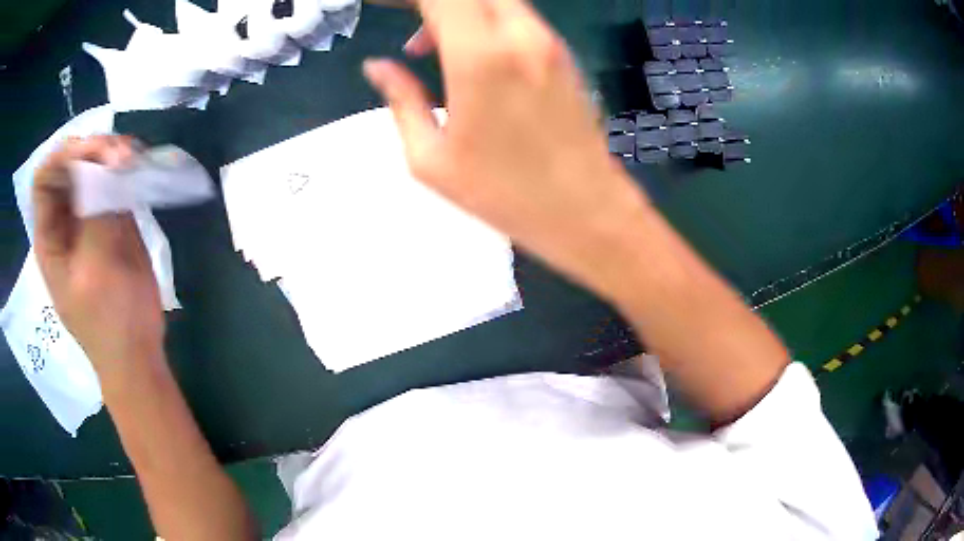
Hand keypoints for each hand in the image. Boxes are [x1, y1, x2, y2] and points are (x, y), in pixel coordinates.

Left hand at [33, 136, 165, 371]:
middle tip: (122, 153)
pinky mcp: (111, 221)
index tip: (94, 155)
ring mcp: (88, 218)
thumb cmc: (109, 322)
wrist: (136, 353)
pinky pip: (113, 183)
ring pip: (93, 168)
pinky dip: (126, 170)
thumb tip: (110, 163)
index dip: (64, 156)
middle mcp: (64, 220)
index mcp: (49, 236)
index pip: (45, 177)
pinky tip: (140, 168)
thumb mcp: (96, 270)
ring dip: (112, 155)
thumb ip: (97, 214)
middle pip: (70, 165)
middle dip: (93, 150)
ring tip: (135, 157)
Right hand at [364, 0, 648, 292]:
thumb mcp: (431, 159)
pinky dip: (483, 20)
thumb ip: (400, 100)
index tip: (384, 7)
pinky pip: (516, 17)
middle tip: (404, 23)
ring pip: (496, 0)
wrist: (587, 210)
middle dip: (431, 2)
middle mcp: (520, 35)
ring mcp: (547, 41)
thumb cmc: (505, 194)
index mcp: (481, 57)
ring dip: (456, 9)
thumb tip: (377, 67)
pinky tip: (465, 56)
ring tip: (425, 46)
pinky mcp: (562, 53)